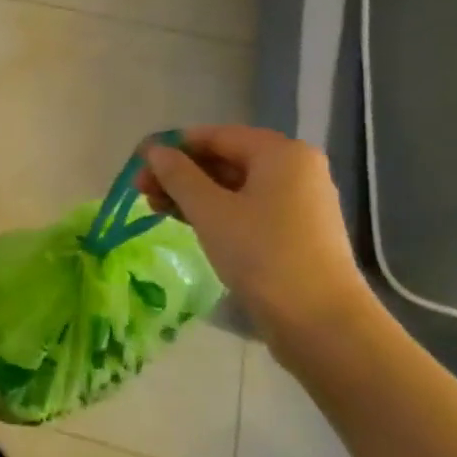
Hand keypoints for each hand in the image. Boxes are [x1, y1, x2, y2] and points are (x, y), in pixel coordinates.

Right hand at [136, 125, 370, 341]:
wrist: (319, 320)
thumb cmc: (262, 254)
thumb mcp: (210, 210)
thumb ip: (178, 175)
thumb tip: (155, 151)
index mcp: (281, 153)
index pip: (216, 136)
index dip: (173, 146)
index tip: (137, 162)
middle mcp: (294, 169)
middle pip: (225, 159)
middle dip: (180, 172)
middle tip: (140, 190)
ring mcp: (297, 202)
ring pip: (233, 186)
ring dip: (191, 194)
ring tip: (154, 208)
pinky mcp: (293, 232)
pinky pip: (245, 208)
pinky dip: (213, 211)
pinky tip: (185, 222)